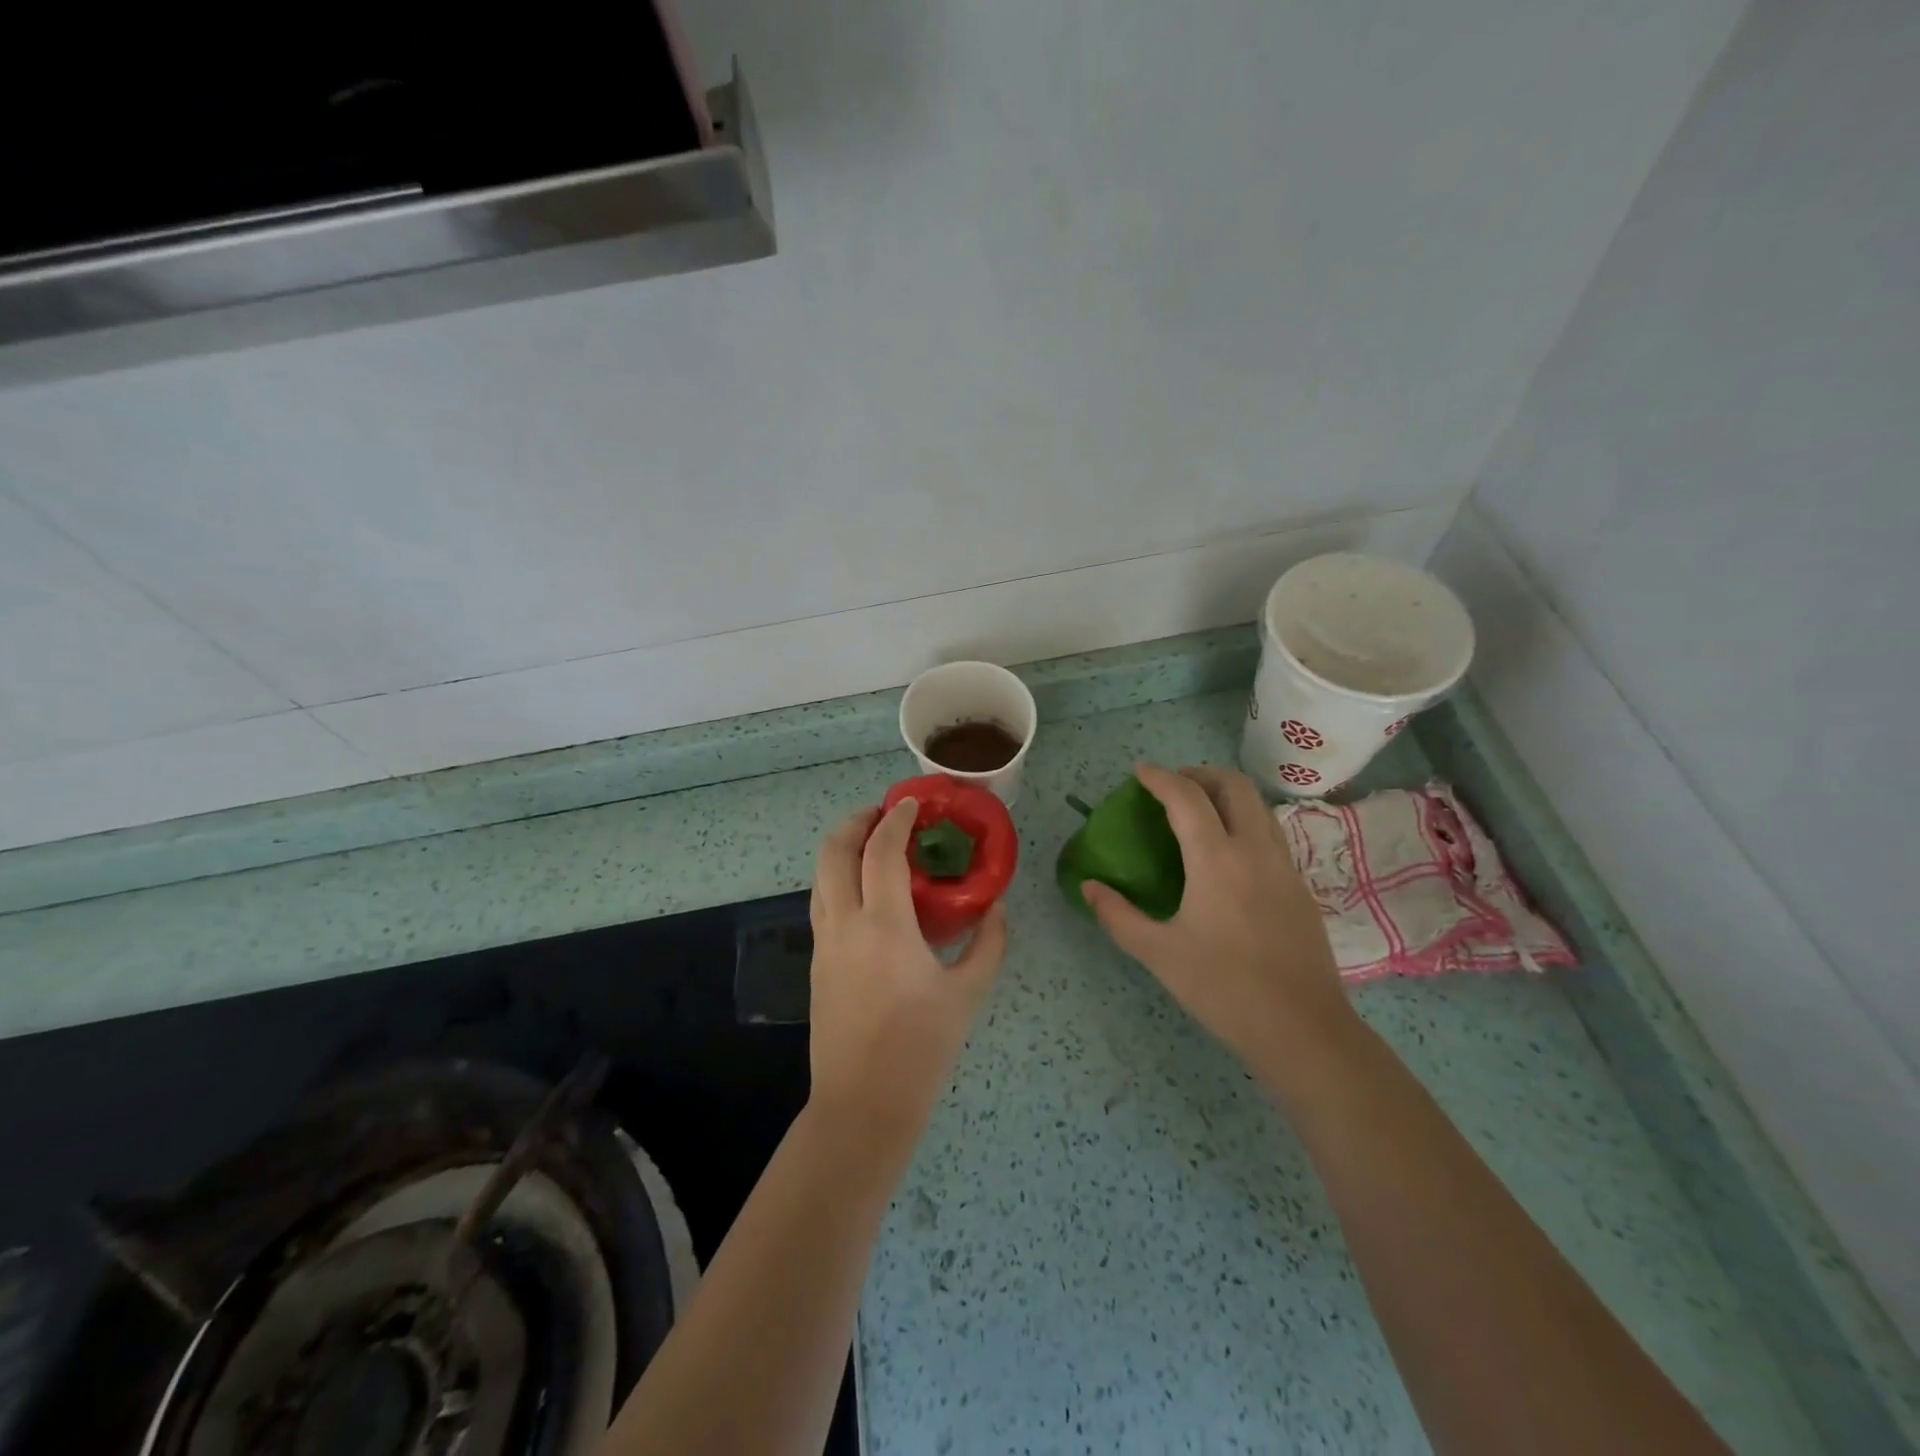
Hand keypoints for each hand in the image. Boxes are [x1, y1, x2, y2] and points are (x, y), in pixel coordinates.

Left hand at [805, 798, 1007, 1160]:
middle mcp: (845, 923)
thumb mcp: (967, 993)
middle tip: (883, 814)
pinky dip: (839, 878)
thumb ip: (989, 944)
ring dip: (842, 848)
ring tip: (872, 844)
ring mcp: (824, 942)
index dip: (896, 820)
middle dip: (855, 821)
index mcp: (884, 925)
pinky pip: (822, 902)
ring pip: (820, 875)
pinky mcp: (817, 962)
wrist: (863, 1104)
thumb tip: (998, 909)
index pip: (881, 851)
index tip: (912, 804)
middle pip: (834, 851)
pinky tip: (866, 891)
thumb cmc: (921, 1048)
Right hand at [1081, 764, 1353, 1072]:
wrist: (1303, 1029)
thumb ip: (1118, 915)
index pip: (1187, 797)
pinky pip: (1270, 833)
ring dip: (1226, 794)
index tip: (1139, 772)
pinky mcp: (1300, 887)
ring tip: (1198, 812)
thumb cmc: (1223, 988)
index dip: (1160, 778)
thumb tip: (1089, 886)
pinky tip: (1227, 854)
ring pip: (1258, 806)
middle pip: (1234, 785)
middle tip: (1172, 787)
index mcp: (1217, 859)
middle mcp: (1255, 849)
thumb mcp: (1159, 954)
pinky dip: (1244, 821)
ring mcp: (1284, 866)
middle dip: (1200, 774)